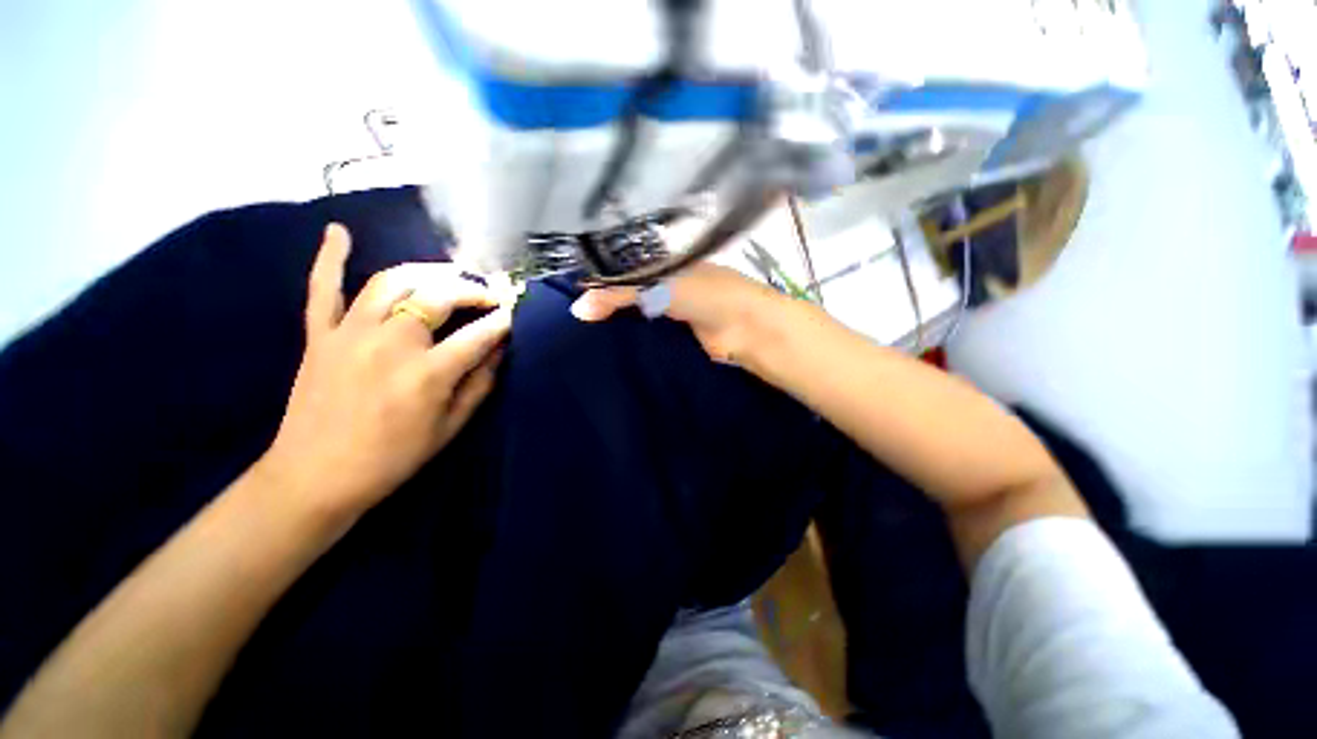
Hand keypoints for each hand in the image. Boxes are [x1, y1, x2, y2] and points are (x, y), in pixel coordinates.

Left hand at [260, 224, 512, 524]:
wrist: (315, 477)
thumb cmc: (392, 458)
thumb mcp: (449, 428)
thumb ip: (479, 385)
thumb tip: (498, 351)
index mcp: (427, 373)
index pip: (477, 335)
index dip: (501, 322)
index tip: (513, 315)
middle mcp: (391, 343)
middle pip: (437, 296)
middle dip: (470, 290)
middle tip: (486, 296)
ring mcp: (349, 334)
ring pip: (391, 282)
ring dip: (425, 272)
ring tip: (446, 276)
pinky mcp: (320, 336)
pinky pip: (323, 289)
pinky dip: (329, 258)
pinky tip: (338, 232)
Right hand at [570, 262, 785, 363]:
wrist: (745, 330)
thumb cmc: (706, 295)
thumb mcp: (659, 285)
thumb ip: (619, 293)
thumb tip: (577, 309)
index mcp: (664, 263)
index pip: (623, 264)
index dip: (599, 274)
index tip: (569, 286)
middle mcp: (666, 283)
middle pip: (628, 290)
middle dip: (604, 300)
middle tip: (569, 313)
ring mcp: (671, 310)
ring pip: (636, 313)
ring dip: (616, 321)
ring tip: (581, 332)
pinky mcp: (675, 335)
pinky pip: (647, 334)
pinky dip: (631, 338)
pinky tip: (607, 345)